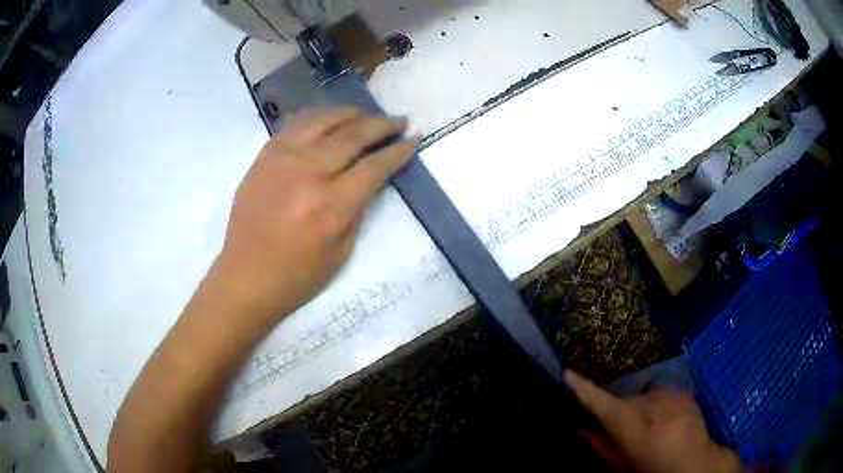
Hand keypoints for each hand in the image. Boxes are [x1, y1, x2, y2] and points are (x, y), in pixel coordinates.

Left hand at [215, 107, 415, 325]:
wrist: (245, 275)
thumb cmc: (296, 276)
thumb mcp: (341, 252)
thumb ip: (359, 209)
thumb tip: (372, 176)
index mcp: (330, 206)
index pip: (373, 166)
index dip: (398, 150)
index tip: (414, 138)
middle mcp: (307, 174)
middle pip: (352, 135)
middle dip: (381, 125)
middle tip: (399, 121)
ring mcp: (281, 160)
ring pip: (323, 120)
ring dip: (351, 113)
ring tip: (367, 115)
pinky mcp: (264, 156)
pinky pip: (296, 125)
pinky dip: (319, 118)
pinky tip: (331, 120)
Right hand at [565, 371, 740, 472]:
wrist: (693, 462)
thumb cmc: (651, 468)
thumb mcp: (620, 465)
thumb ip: (599, 445)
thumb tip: (580, 429)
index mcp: (628, 423)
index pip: (599, 401)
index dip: (582, 387)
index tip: (567, 373)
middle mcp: (646, 403)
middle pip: (624, 400)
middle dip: (622, 411)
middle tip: (629, 430)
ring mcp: (667, 394)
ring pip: (644, 396)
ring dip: (643, 408)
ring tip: (653, 427)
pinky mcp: (681, 390)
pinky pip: (661, 393)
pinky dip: (659, 404)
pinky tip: (667, 419)